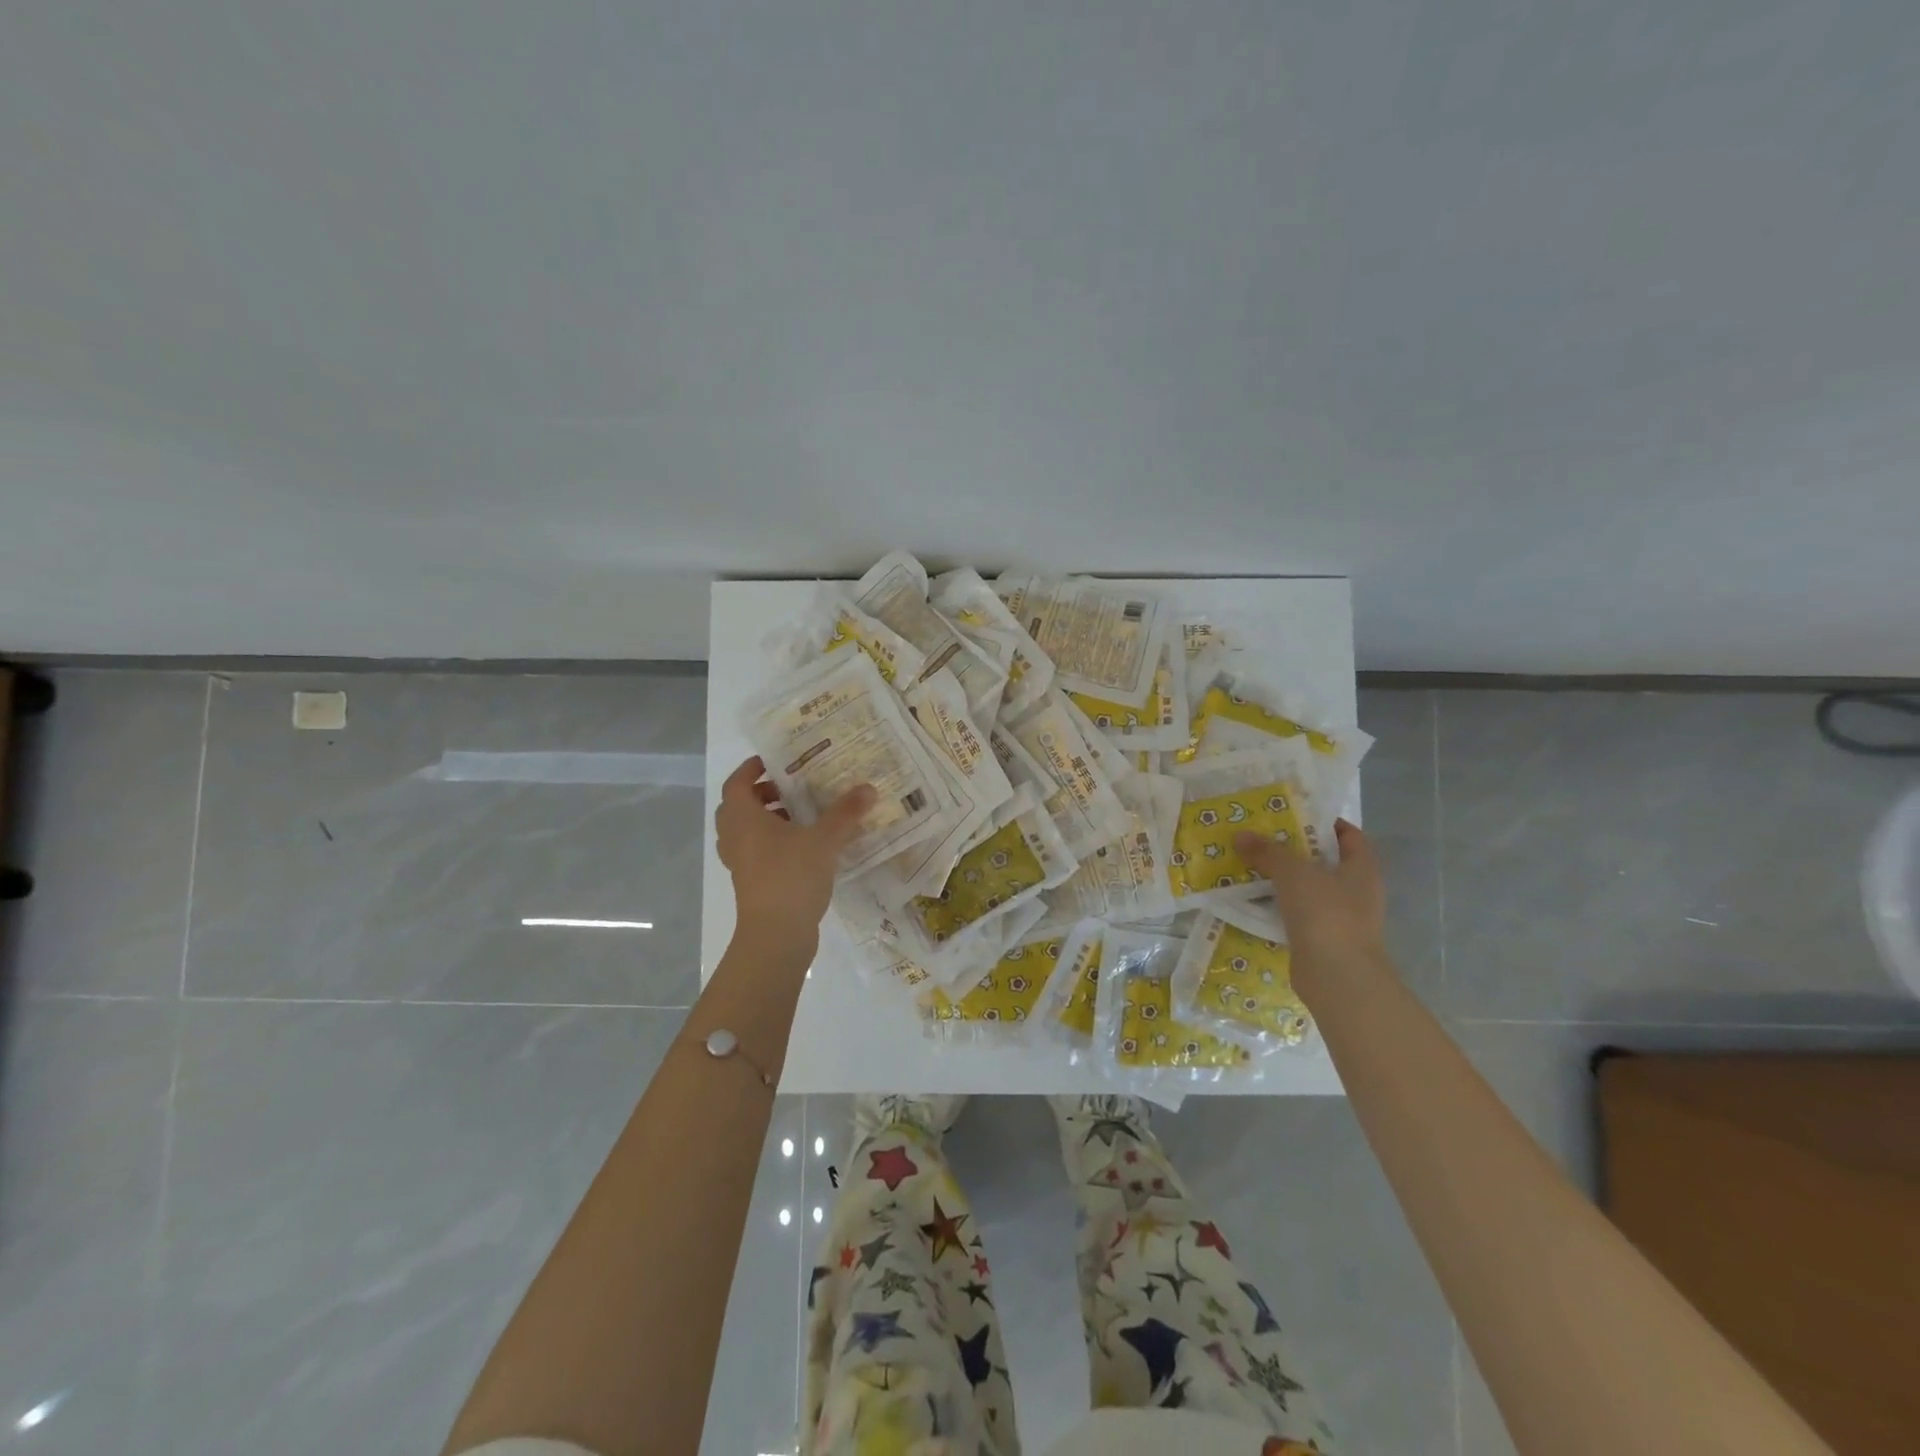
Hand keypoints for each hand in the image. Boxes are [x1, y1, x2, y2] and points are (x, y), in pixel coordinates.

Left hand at [717, 757, 874, 948]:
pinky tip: (804, 847)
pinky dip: (773, 844)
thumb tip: (868, 788)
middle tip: (790, 789)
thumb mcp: (825, 840)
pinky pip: (756, 853)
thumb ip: (846, 812)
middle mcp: (736, 838)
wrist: (776, 936)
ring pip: (746, 832)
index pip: (736, 783)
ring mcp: (740, 863)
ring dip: (767, 820)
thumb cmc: (792, 877)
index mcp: (744, 819)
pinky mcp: (751, 883)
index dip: (750, 769)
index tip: (773, 762)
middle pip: (738, 807)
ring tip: (800, 816)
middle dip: (761, 795)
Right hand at [1234, 819, 1392, 998]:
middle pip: (1327, 863)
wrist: (1337, 976)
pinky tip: (1256, 902)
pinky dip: (1281, 908)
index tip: (1294, 816)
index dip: (1327, 823)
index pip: (1351, 836)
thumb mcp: (1292, 872)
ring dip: (1286, 882)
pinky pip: (1300, 916)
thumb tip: (1241, 835)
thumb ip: (1268, 851)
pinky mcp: (1324, 941)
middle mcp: (1358, 892)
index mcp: (1362, 869)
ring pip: (1311, 891)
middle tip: (1263, 839)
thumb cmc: (1326, 913)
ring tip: (1253, 867)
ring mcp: (1343, 919)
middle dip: (1297, 851)